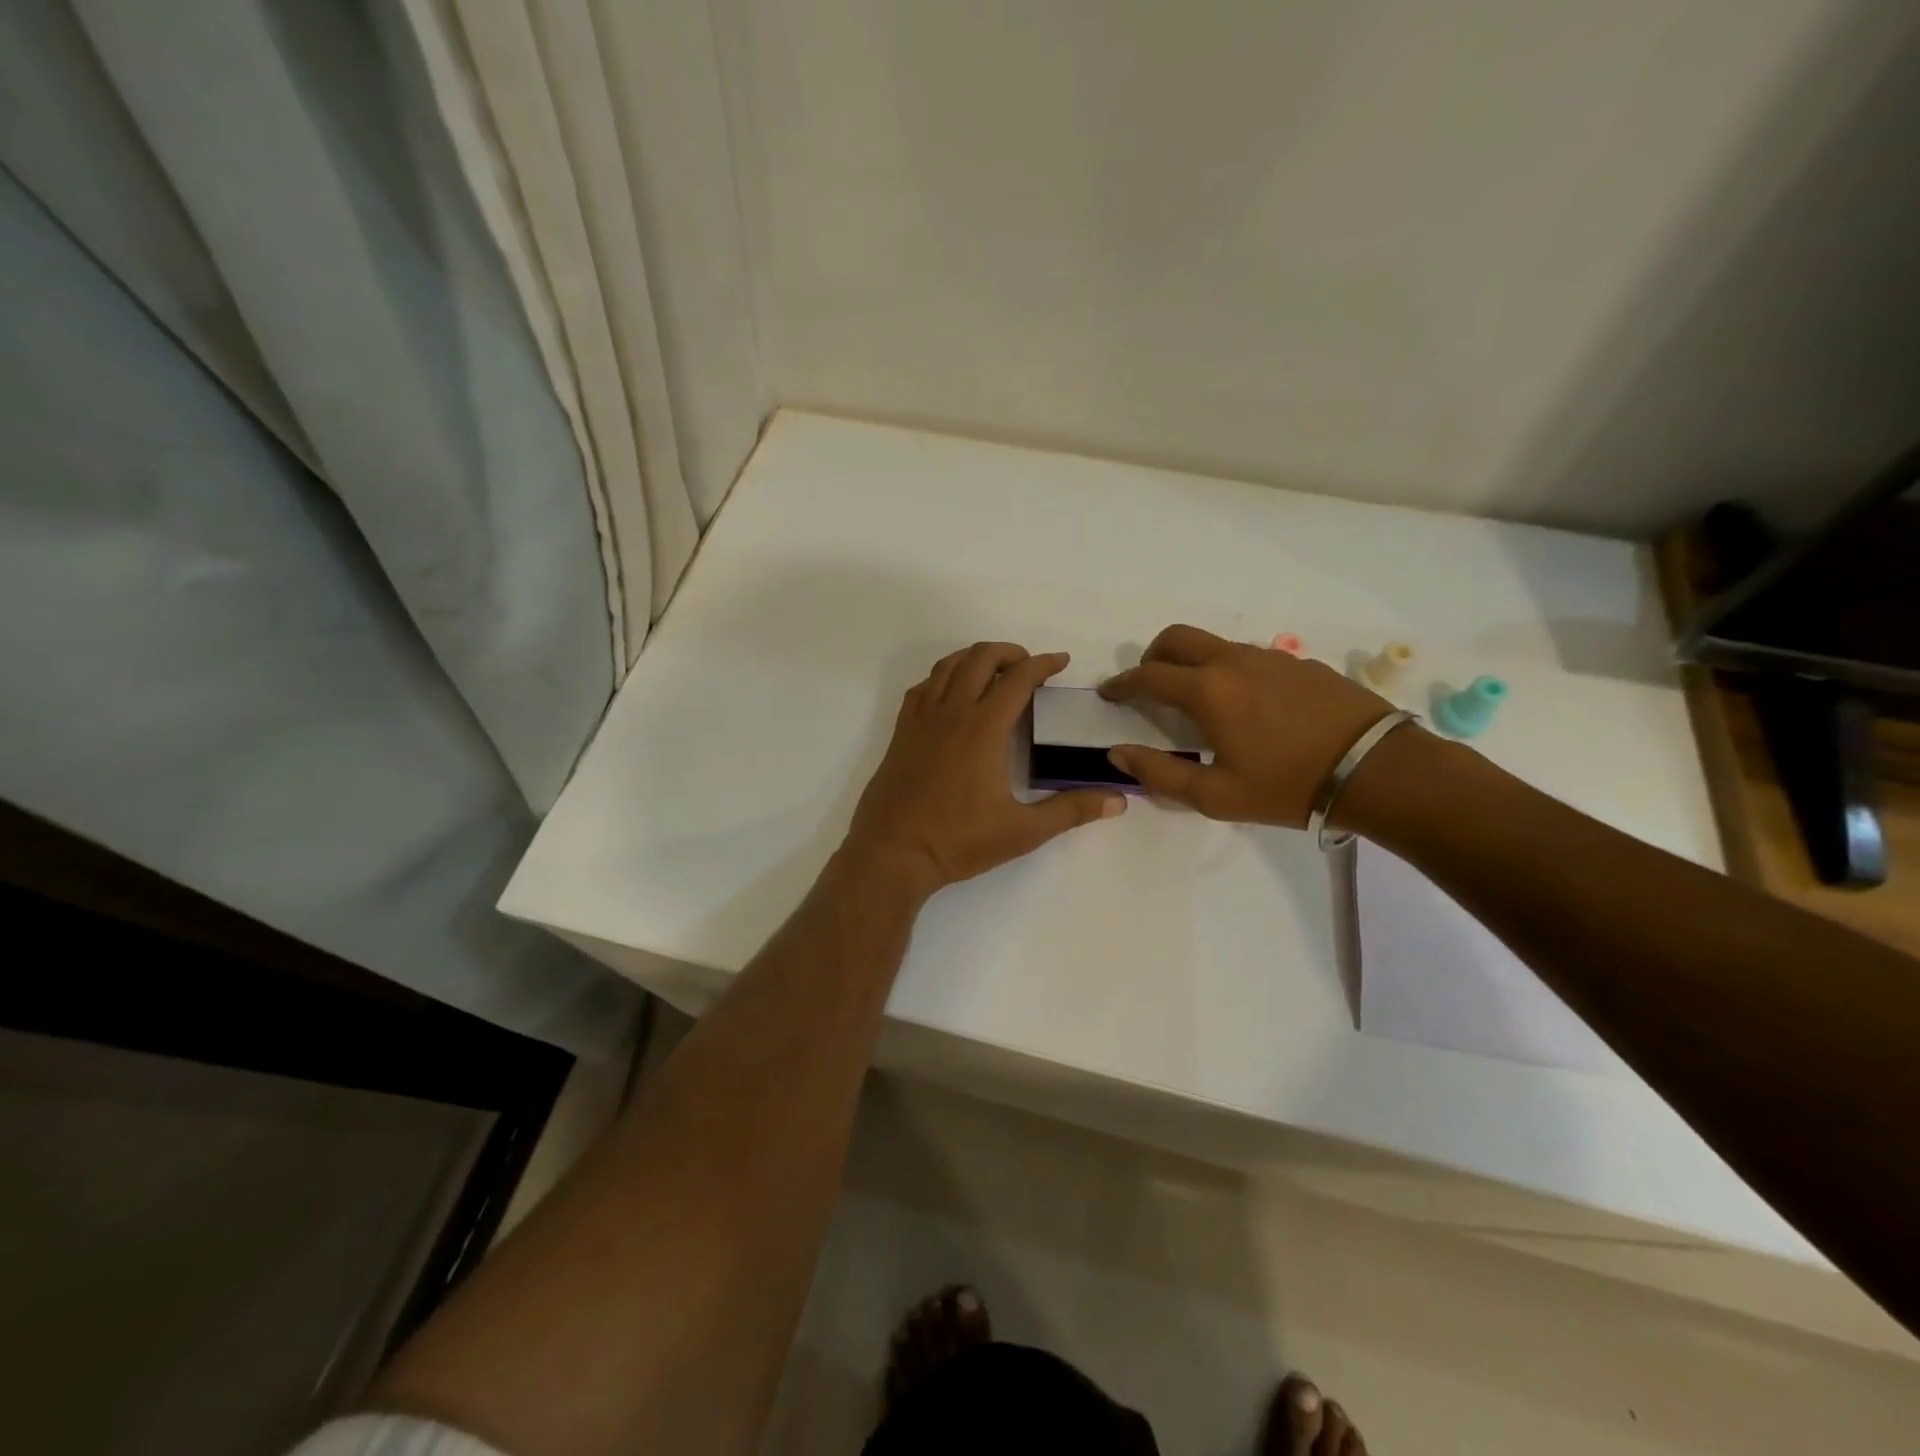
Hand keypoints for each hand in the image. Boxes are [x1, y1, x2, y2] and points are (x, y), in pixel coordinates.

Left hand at [845, 643, 1126, 894]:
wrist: (891, 853)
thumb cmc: (958, 841)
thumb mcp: (1023, 831)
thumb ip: (1071, 810)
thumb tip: (1119, 799)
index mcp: (984, 728)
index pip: (1018, 679)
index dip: (1043, 664)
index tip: (1061, 662)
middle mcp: (952, 712)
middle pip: (980, 658)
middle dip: (1009, 652)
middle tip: (1029, 666)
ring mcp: (921, 720)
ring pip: (947, 666)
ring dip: (974, 658)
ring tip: (993, 671)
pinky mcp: (901, 733)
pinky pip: (922, 688)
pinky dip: (942, 677)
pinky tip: (951, 695)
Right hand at [1099, 624, 1392, 827]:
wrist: (1376, 768)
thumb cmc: (1287, 786)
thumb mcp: (1216, 795)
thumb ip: (1160, 773)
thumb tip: (1117, 753)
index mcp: (1208, 691)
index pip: (1148, 675)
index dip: (1122, 684)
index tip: (1109, 693)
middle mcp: (1233, 661)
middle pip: (1177, 638)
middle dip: (1152, 655)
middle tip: (1148, 683)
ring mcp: (1270, 657)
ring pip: (1215, 644)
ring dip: (1192, 661)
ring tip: (1197, 698)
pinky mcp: (1299, 663)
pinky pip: (1249, 655)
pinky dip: (1228, 668)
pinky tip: (1246, 703)